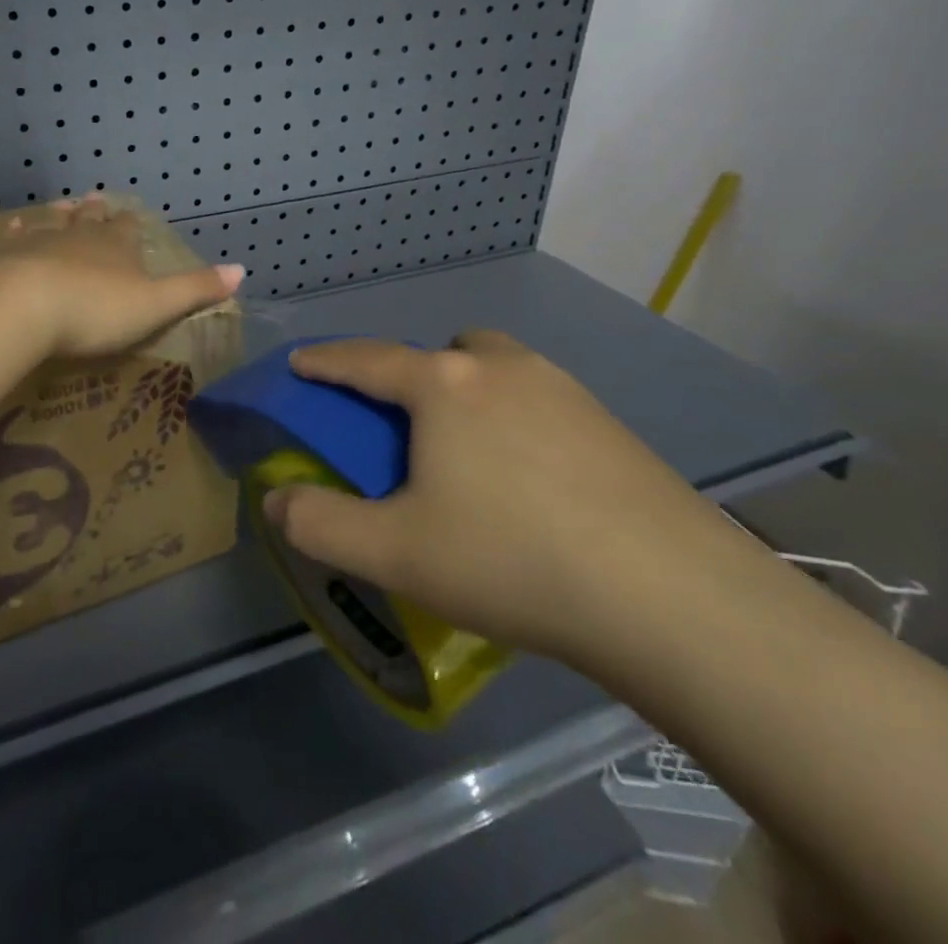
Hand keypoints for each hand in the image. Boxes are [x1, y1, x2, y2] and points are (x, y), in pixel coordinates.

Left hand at [0, 196, 244, 358]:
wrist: (23, 307)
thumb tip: (242, 270)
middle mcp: (80, 236)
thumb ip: (195, 289)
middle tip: (93, 200)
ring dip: (59, 217)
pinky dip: (17, 233)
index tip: (130, 215)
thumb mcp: (156, 305)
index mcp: (118, 246)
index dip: (131, 224)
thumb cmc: (96, 310)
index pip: (129, 228)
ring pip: (53, 224)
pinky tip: (12, 227)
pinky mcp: (5, 257)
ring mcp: (40, 243)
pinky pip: (14, 240)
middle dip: (95, 213)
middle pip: (90, 220)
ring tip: (62, 205)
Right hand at [264, 333, 734, 665]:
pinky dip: (518, 421)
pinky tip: (533, 483)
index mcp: (444, 385)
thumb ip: (319, 524)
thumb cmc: (511, 560)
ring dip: (471, 392)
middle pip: (444, 349)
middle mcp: (501, 368)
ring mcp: (565, 390)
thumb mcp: (395, 553)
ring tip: (472, 457)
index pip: (366, 359)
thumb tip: (276, 501)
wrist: (671, 598)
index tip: (299, 363)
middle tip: (409, 429)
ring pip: (498, 369)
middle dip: (415, 374)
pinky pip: (541, 401)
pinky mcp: (610, 424)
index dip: (325, 361)